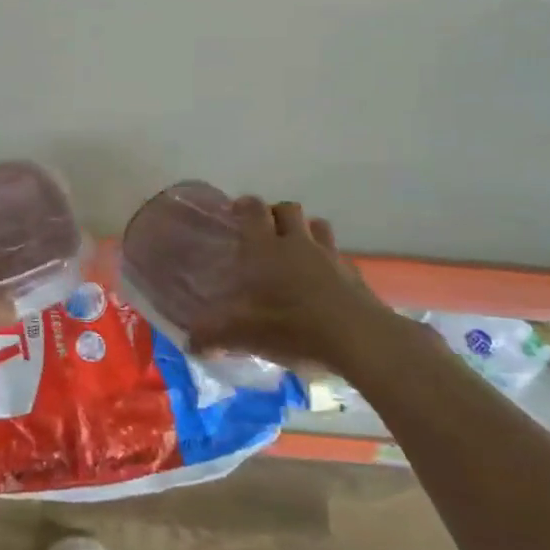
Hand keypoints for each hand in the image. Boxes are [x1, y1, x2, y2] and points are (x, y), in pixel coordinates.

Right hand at [187, 198, 408, 371]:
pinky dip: (328, 260)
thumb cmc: (294, 327)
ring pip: (317, 226)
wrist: (358, 338)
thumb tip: (191, 343)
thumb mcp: (245, 336)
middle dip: (275, 213)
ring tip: (296, 249)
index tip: (236, 210)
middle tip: (265, 230)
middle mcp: (298, 244)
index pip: (254, 211)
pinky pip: (338, 255)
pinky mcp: (353, 274)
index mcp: (267, 249)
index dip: (245, 206)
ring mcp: (330, 256)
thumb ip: (215, 336)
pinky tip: (324, 280)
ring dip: (305, 230)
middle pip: (288, 209)